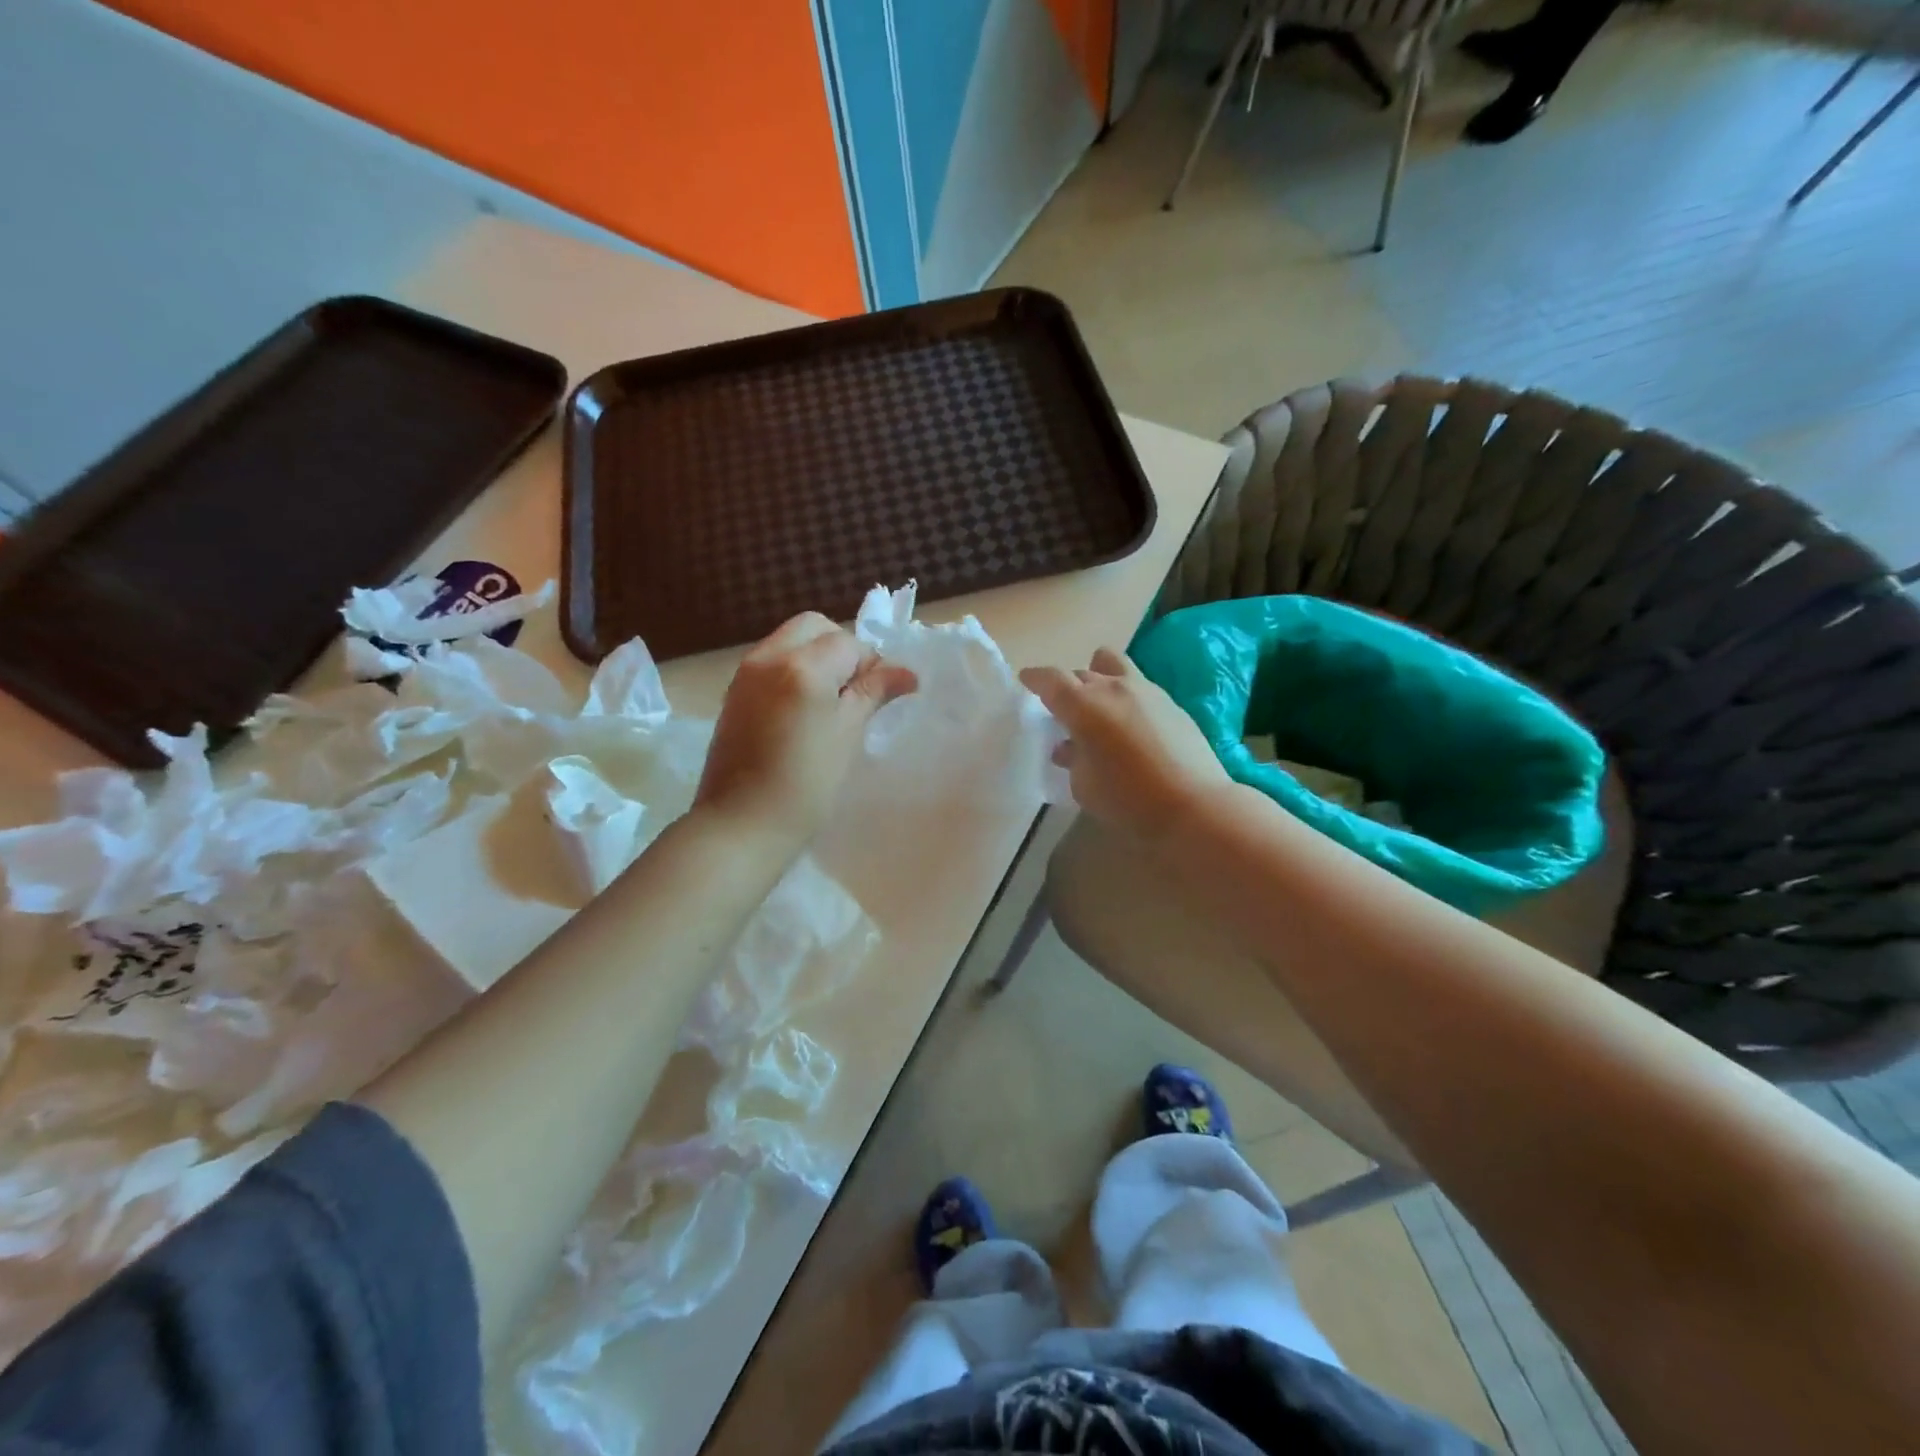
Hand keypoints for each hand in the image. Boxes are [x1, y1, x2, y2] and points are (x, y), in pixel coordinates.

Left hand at [695, 613, 917, 849]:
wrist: (740, 826)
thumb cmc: (805, 786)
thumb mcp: (848, 735)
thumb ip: (873, 693)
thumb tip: (907, 673)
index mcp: (801, 666)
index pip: (847, 643)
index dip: (871, 665)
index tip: (881, 696)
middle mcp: (768, 658)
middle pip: (813, 627)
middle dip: (840, 648)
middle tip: (854, 691)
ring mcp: (745, 674)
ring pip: (790, 642)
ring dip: (816, 658)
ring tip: (829, 704)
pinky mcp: (733, 694)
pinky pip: (771, 663)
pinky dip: (793, 672)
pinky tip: (802, 713)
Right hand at [1020, 648, 1229, 841]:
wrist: (1193, 805)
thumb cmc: (1127, 799)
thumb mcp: (1084, 785)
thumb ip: (1072, 759)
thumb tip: (1069, 747)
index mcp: (1084, 705)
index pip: (1051, 679)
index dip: (1035, 678)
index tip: (1026, 680)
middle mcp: (1113, 688)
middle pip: (1081, 673)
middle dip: (1067, 687)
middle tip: (1063, 709)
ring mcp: (1146, 691)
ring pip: (1114, 666)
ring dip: (1099, 678)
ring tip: (1098, 704)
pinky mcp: (1171, 703)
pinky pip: (1138, 686)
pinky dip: (1125, 696)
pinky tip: (1129, 724)